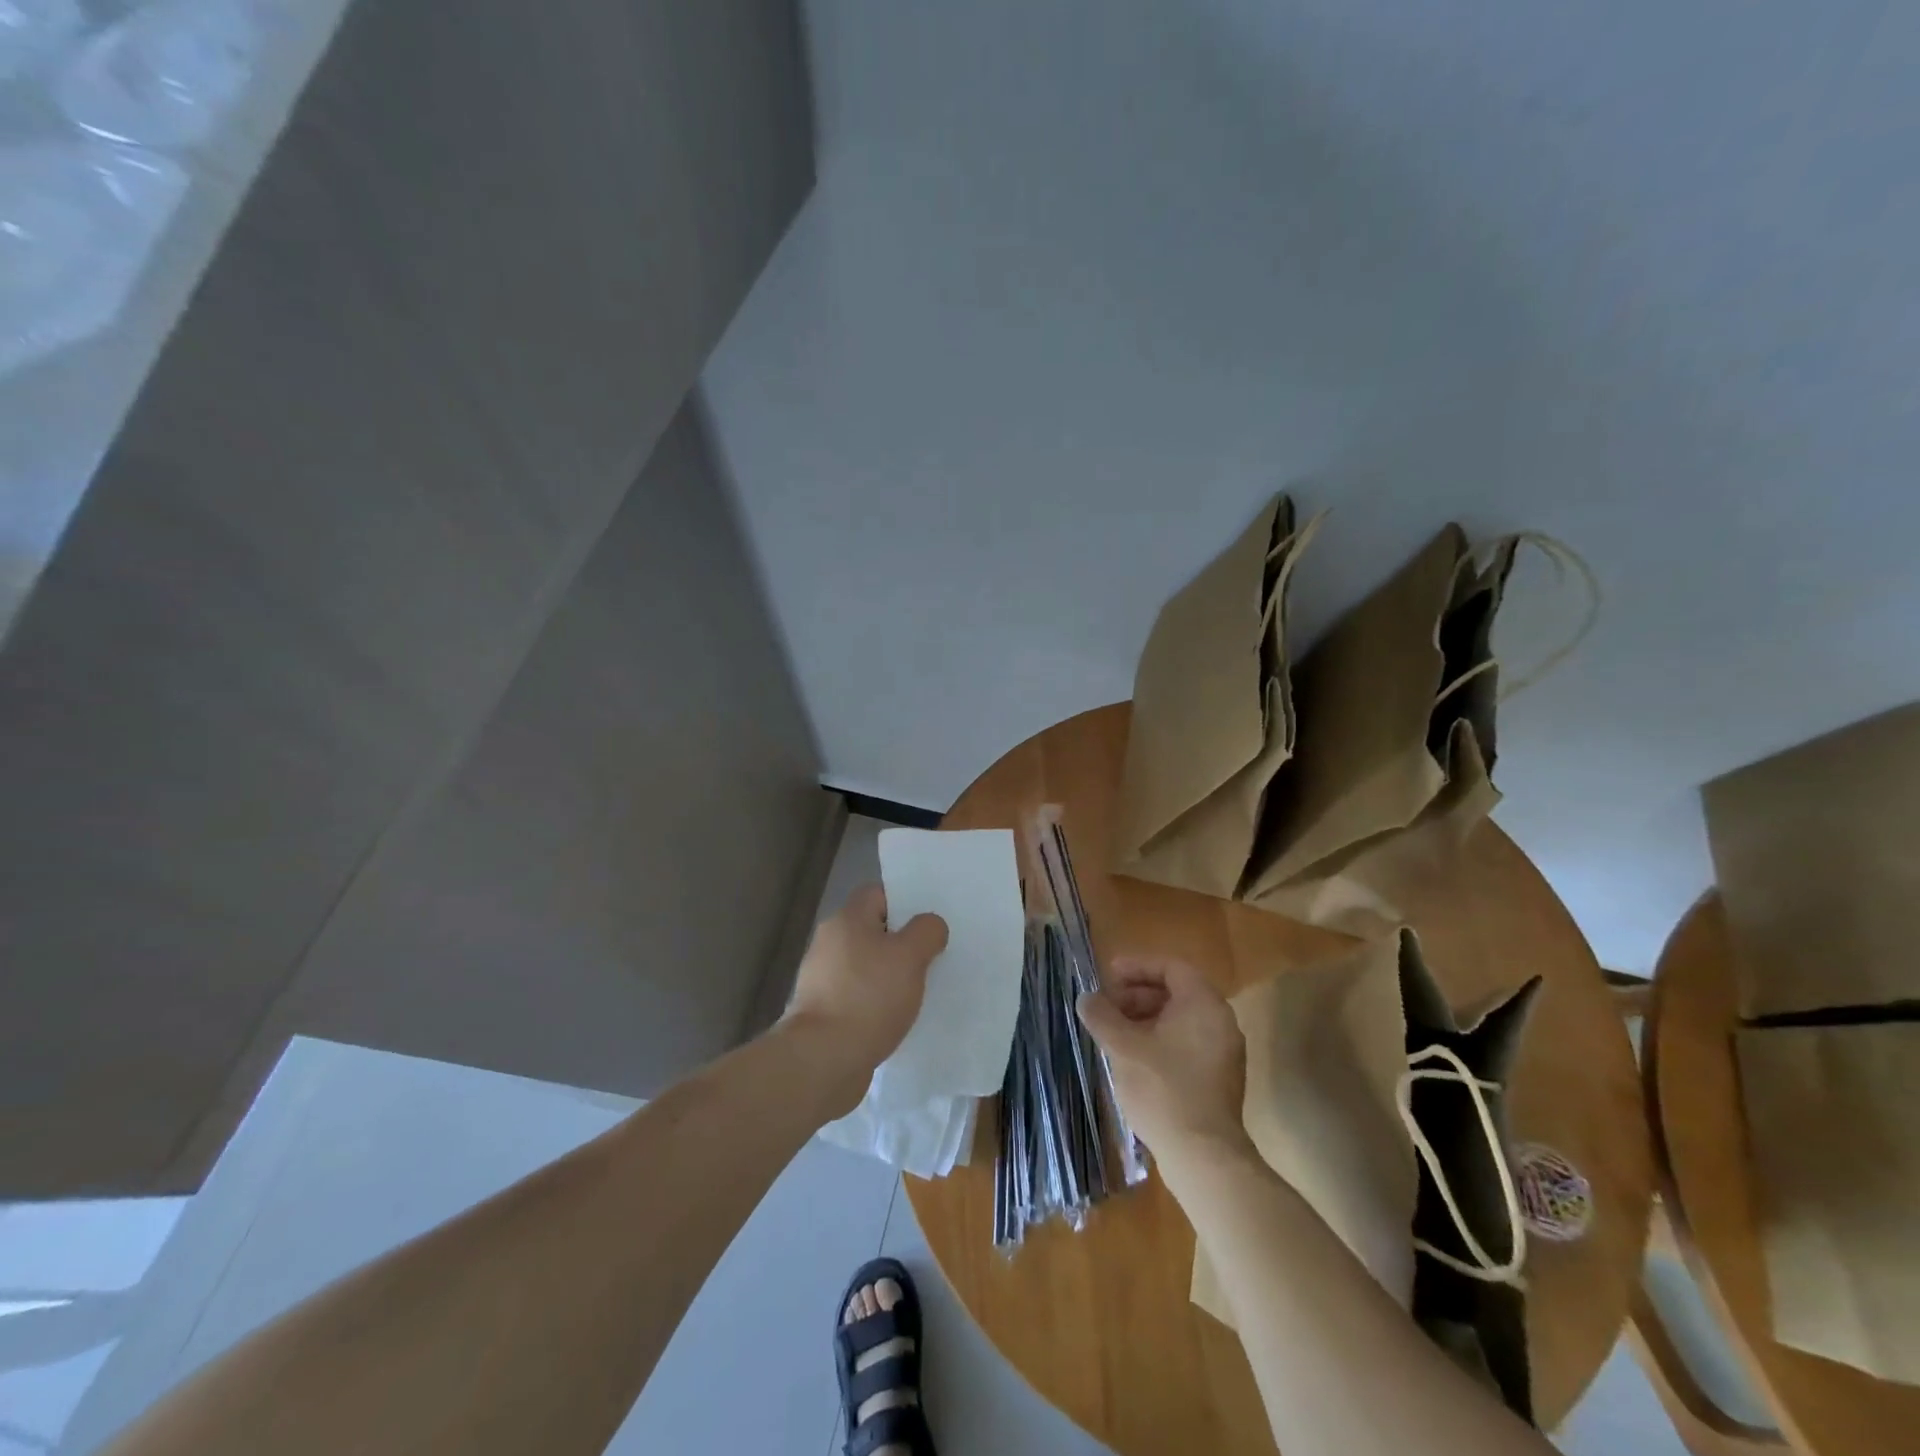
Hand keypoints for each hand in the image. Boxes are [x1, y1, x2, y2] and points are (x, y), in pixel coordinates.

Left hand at [783, 884, 948, 1112]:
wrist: (823, 1060)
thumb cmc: (868, 997)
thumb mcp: (910, 957)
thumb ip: (926, 932)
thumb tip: (929, 925)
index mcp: (847, 920)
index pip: (877, 893)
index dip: (905, 902)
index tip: (928, 923)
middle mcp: (830, 942)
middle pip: (872, 929)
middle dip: (901, 942)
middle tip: (932, 956)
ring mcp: (823, 978)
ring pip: (866, 965)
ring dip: (890, 975)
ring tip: (919, 990)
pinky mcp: (824, 1011)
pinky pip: (858, 995)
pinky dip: (876, 1002)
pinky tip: (896, 1017)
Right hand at [1077, 957, 1250, 1161]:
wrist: (1203, 1156)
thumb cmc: (1163, 1089)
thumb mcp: (1123, 1047)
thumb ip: (1102, 1016)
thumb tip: (1087, 999)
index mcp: (1203, 1004)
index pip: (1170, 968)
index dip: (1136, 967)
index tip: (1108, 977)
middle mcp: (1220, 1022)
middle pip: (1175, 992)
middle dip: (1137, 995)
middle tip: (1106, 1008)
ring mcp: (1223, 1053)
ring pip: (1180, 1021)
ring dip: (1145, 1019)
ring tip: (1114, 1035)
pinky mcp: (1219, 1079)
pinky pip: (1187, 1044)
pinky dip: (1160, 1041)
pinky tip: (1133, 1060)